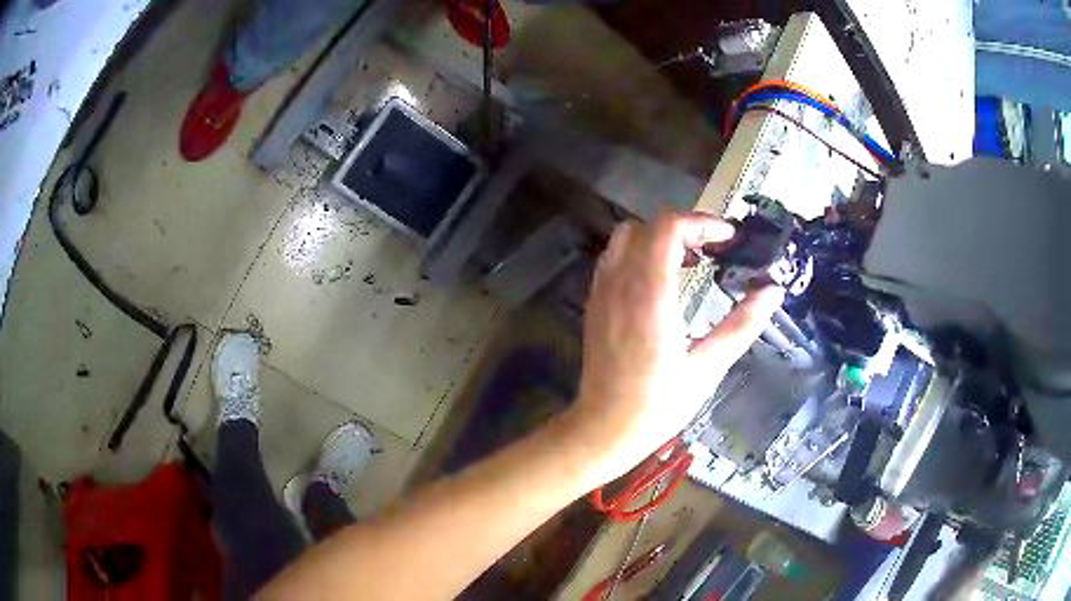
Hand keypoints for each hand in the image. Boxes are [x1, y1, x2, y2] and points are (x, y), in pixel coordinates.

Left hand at [567, 211, 784, 484]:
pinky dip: (640, 253)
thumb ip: (742, 325)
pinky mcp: (594, 304)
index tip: (728, 238)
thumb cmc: (658, 405)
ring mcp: (601, 293)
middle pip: (646, 226)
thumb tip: (774, 291)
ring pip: (625, 239)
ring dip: (659, 238)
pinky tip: (661, 282)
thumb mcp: (708, 367)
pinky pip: (613, 259)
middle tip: (714, 250)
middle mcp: (620, 285)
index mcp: (650, 296)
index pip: (667, 229)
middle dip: (684, 228)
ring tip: (690, 262)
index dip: (701, 223)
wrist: (603, 429)